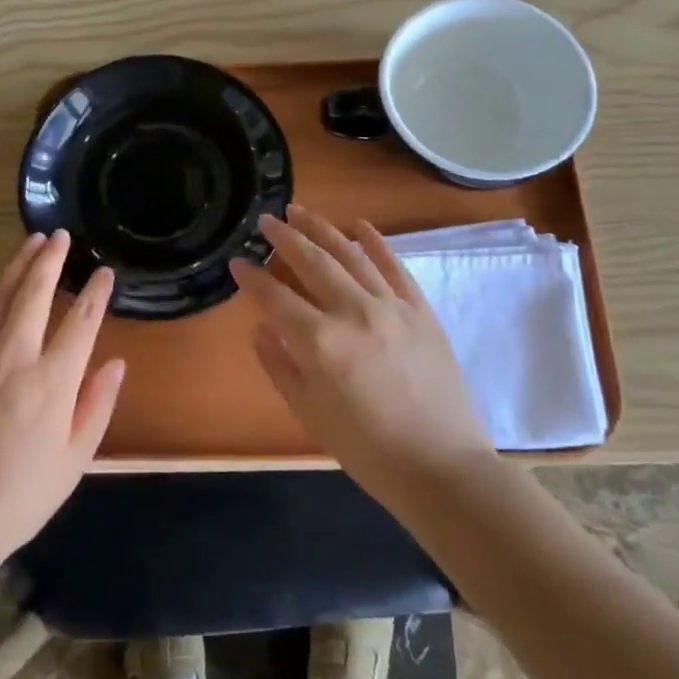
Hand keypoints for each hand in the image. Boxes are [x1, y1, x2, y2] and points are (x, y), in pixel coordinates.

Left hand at [0, 230, 125, 562]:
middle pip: (34, 294)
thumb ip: (97, 405)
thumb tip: (116, 362)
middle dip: (50, 260)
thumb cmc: (21, 497)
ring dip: (16, 267)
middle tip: (60, 235)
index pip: (81, 322)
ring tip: (31, 243)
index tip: (104, 272)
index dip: (96, 293)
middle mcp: (14, 359)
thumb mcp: (75, 459)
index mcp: (52, 382)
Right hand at [230, 204, 491, 498]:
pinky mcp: (420, 310)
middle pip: (312, 262)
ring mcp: (391, 307)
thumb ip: (280, 366)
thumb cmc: (367, 449)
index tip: (237, 262)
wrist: (441, 467)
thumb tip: (260, 329)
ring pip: (350, 254)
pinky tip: (360, 225)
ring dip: (322, 229)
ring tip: (300, 211)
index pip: (275, 297)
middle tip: (266, 219)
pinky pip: (394, 266)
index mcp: (320, 342)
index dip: (252, 278)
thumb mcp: (310, 414)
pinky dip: (376, 242)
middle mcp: (353, 312)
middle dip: (284, 237)